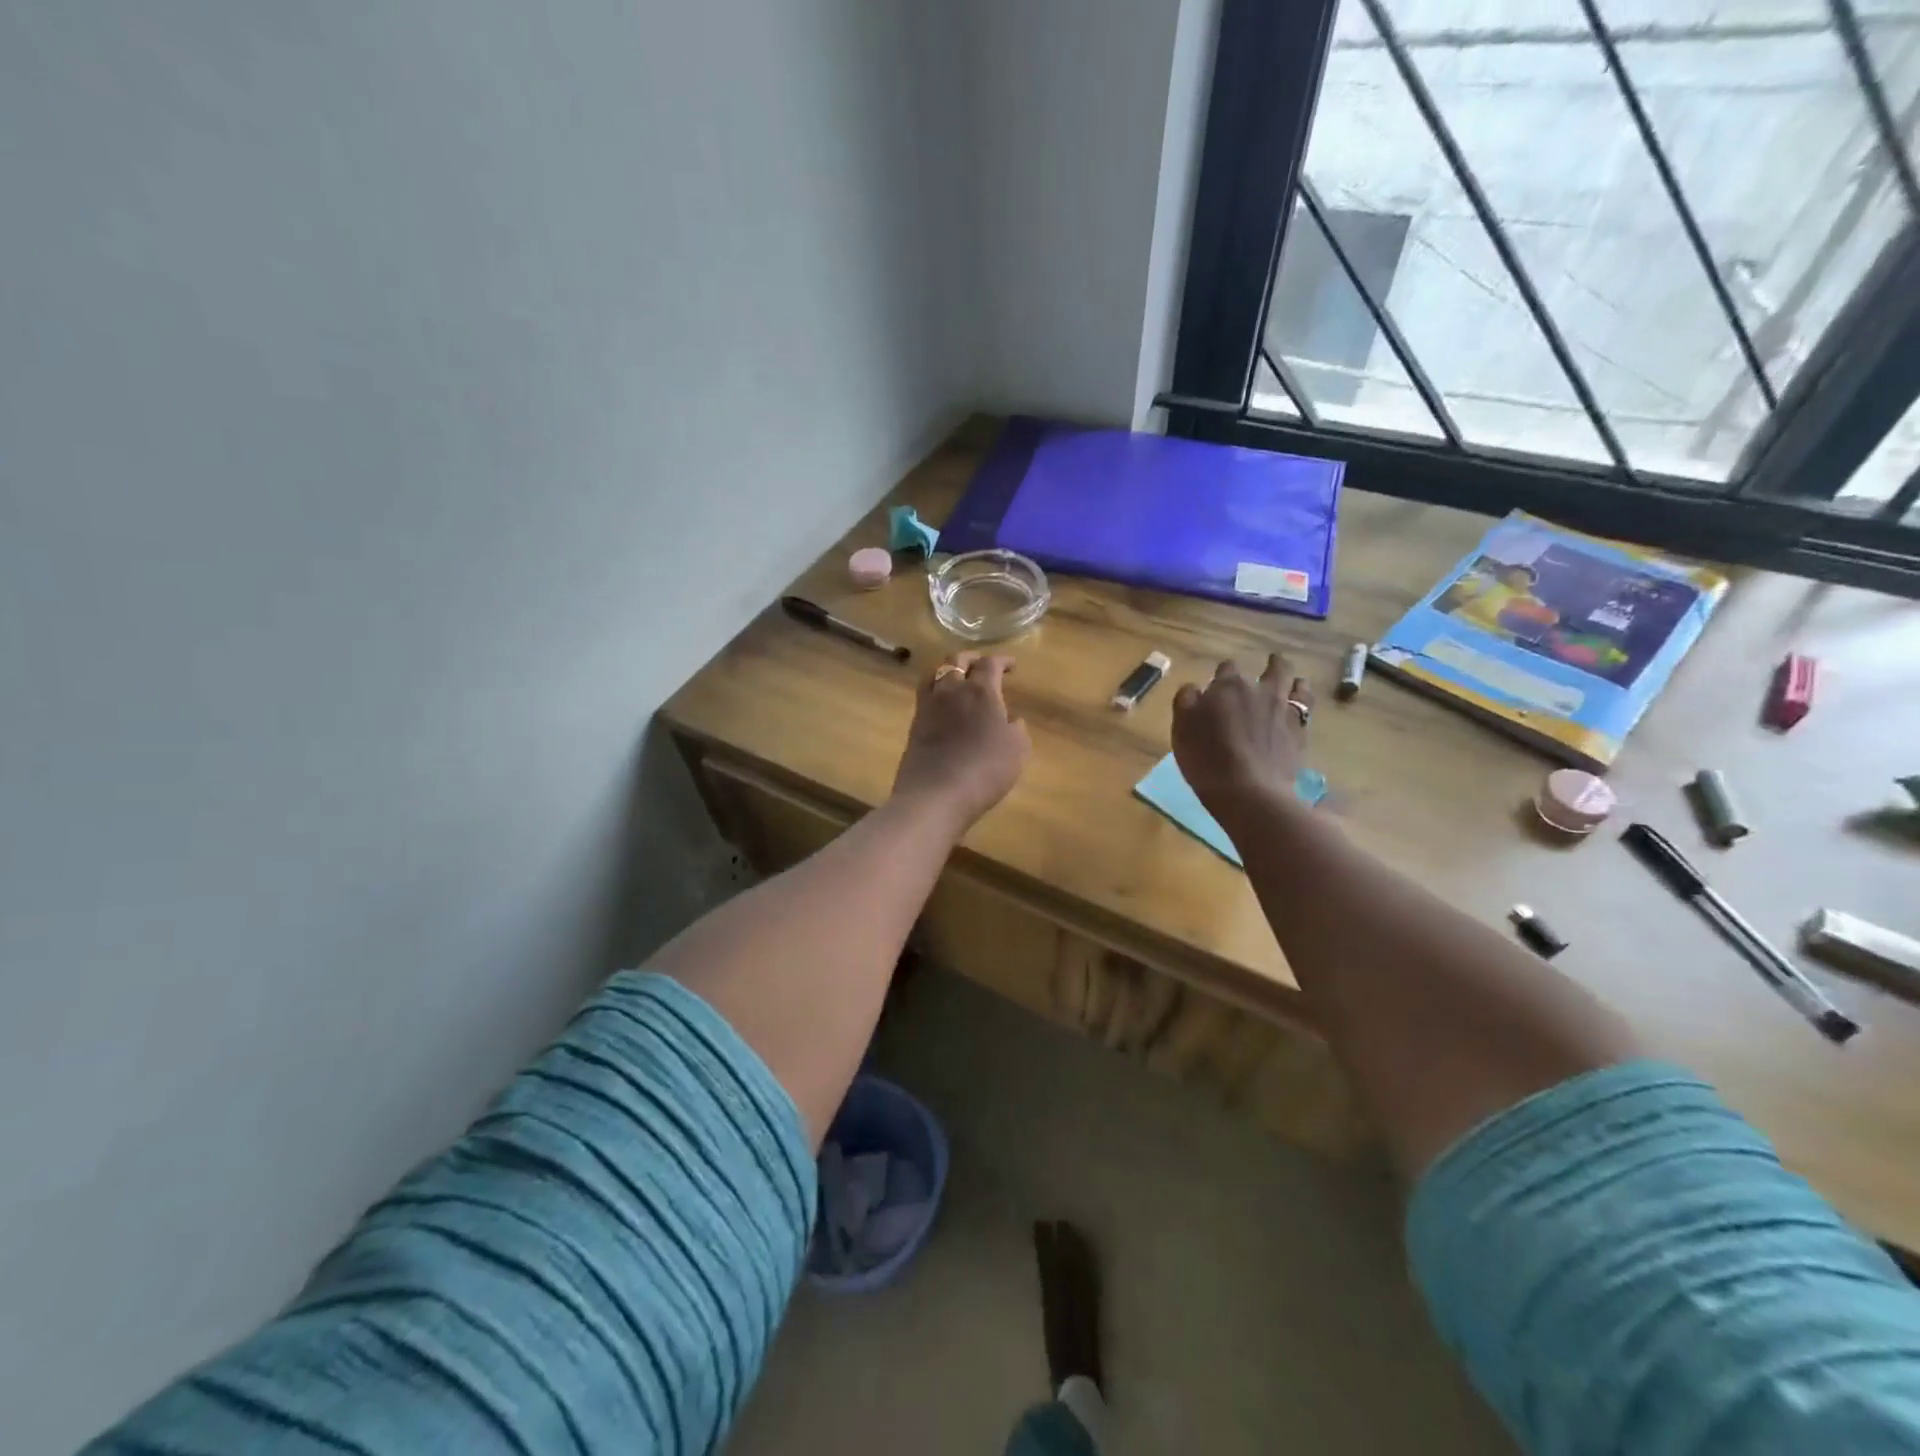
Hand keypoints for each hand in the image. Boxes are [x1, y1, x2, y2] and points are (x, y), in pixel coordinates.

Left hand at [890, 652, 1031, 832]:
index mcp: (980, 690)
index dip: (1002, 660)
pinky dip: (937, 690)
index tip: (1012, 665)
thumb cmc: (985, 770)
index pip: (990, 663)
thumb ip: (1016, 728)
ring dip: (949, 669)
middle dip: (972, 658)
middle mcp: (951, 690)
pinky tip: (944, 703)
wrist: (935, 795)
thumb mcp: (1017, 750)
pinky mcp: (914, 724)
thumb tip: (1009, 718)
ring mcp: (928, 706)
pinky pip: (925, 694)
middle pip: (957, 660)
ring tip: (958, 678)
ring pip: (935, 673)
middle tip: (983, 665)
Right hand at [1171, 654, 1312, 831]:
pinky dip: (1303, 699)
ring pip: (1294, 682)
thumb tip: (1194, 688)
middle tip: (1265, 668)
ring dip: (1291, 678)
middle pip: (1270, 668)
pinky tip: (1300, 703)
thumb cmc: (1206, 759)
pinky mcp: (1300, 731)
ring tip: (1290, 680)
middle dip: (1267, 666)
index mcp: (1227, 687)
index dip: (1223, 675)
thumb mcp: (1181, 730)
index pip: (1227, 668)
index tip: (1218, 686)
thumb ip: (1186, 702)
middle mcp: (1259, 690)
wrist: (1249, 791)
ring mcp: (1284, 709)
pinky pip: (1306, 705)